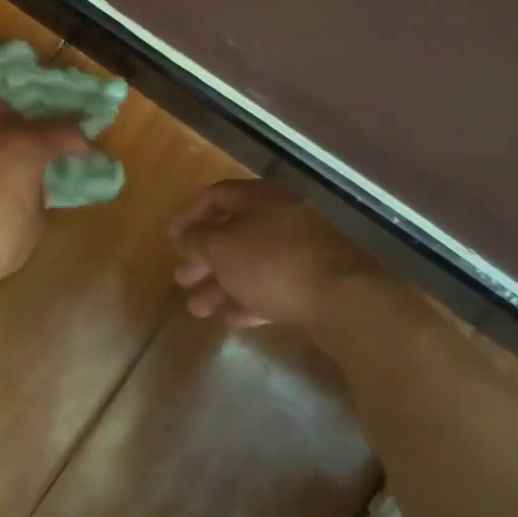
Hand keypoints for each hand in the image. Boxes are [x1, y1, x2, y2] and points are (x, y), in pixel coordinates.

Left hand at [0, 99, 92, 286]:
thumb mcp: (32, 227)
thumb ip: (37, 199)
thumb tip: (31, 191)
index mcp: (25, 146)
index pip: (61, 130)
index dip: (76, 140)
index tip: (83, 151)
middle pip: (12, 111)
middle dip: (26, 125)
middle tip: (34, 148)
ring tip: (1, 163)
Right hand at [169, 179, 380, 330]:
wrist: (346, 301)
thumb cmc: (272, 263)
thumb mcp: (221, 248)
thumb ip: (197, 240)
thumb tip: (187, 237)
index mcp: (261, 198)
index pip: (216, 196)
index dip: (189, 215)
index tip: (171, 238)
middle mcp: (284, 218)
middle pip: (234, 233)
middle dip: (204, 259)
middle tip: (182, 280)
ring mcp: (304, 251)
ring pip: (252, 264)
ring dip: (222, 285)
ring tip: (198, 310)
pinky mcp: (317, 283)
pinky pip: (274, 287)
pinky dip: (250, 300)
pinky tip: (231, 319)